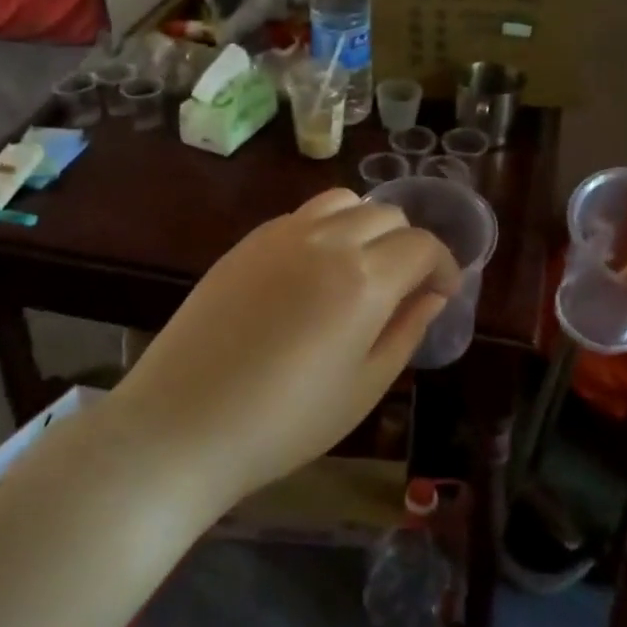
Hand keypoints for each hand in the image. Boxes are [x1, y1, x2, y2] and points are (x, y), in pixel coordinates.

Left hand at [116, 189, 459, 506]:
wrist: (183, 424)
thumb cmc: (285, 422)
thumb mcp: (364, 387)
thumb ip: (406, 331)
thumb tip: (432, 296)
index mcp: (364, 279)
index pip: (423, 245)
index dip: (443, 266)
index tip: (442, 293)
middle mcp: (326, 240)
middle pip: (387, 215)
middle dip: (408, 245)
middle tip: (403, 288)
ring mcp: (281, 234)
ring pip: (344, 202)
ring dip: (367, 226)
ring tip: (360, 269)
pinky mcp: (247, 241)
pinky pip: (303, 215)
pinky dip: (326, 229)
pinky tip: (313, 272)